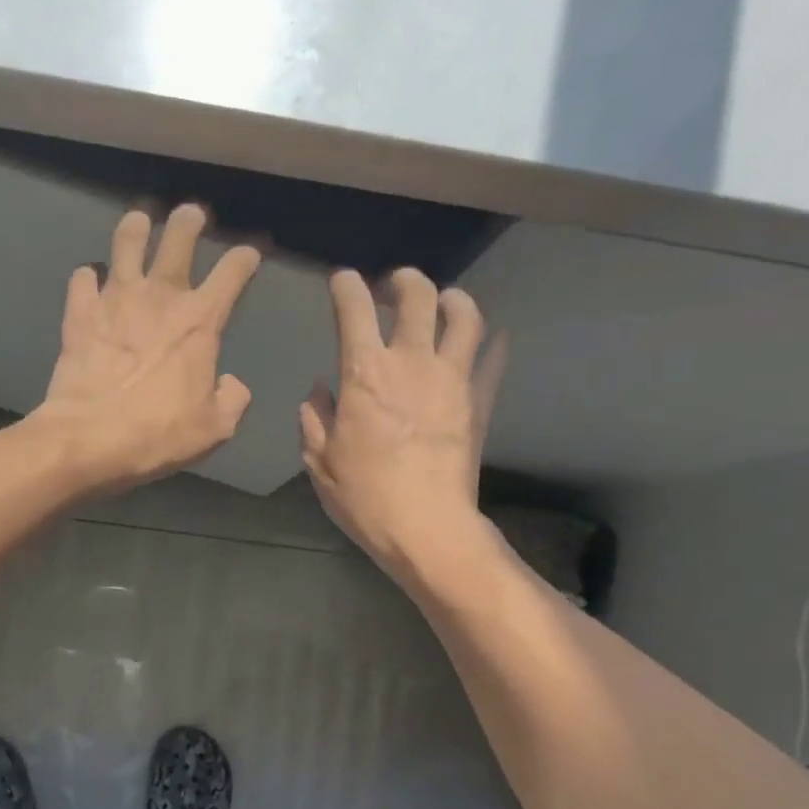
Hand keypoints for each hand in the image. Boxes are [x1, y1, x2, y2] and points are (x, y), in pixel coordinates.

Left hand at [33, 205, 260, 490]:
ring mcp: (115, 300)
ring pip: (126, 243)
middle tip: (191, 215)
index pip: (232, 274)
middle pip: (178, 238)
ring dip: (135, 229)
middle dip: (188, 221)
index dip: (244, 259)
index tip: (248, 255)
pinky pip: (83, 279)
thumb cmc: (158, 435)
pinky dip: (88, 277)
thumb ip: (232, 400)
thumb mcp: (214, 429)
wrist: (90, 438)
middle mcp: (160, 298)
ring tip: (138, 223)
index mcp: (200, 322)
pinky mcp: (80, 313)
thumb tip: (230, 382)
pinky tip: (90, 281)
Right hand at [299, 268, 506, 583]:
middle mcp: (411, 362)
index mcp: (364, 373)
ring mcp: (453, 378)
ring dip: (453, 299)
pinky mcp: (480, 401)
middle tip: (394, 287)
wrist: (427, 527)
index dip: (346, 286)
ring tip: (445, 302)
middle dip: (403, 281)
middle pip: (417, 296)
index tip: (342, 283)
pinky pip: (493, 359)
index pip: (355, 308)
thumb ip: (315, 418)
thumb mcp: (320, 462)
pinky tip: (491, 340)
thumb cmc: (365, 496)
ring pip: (465, 316)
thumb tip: (319, 391)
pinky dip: (492, 344)